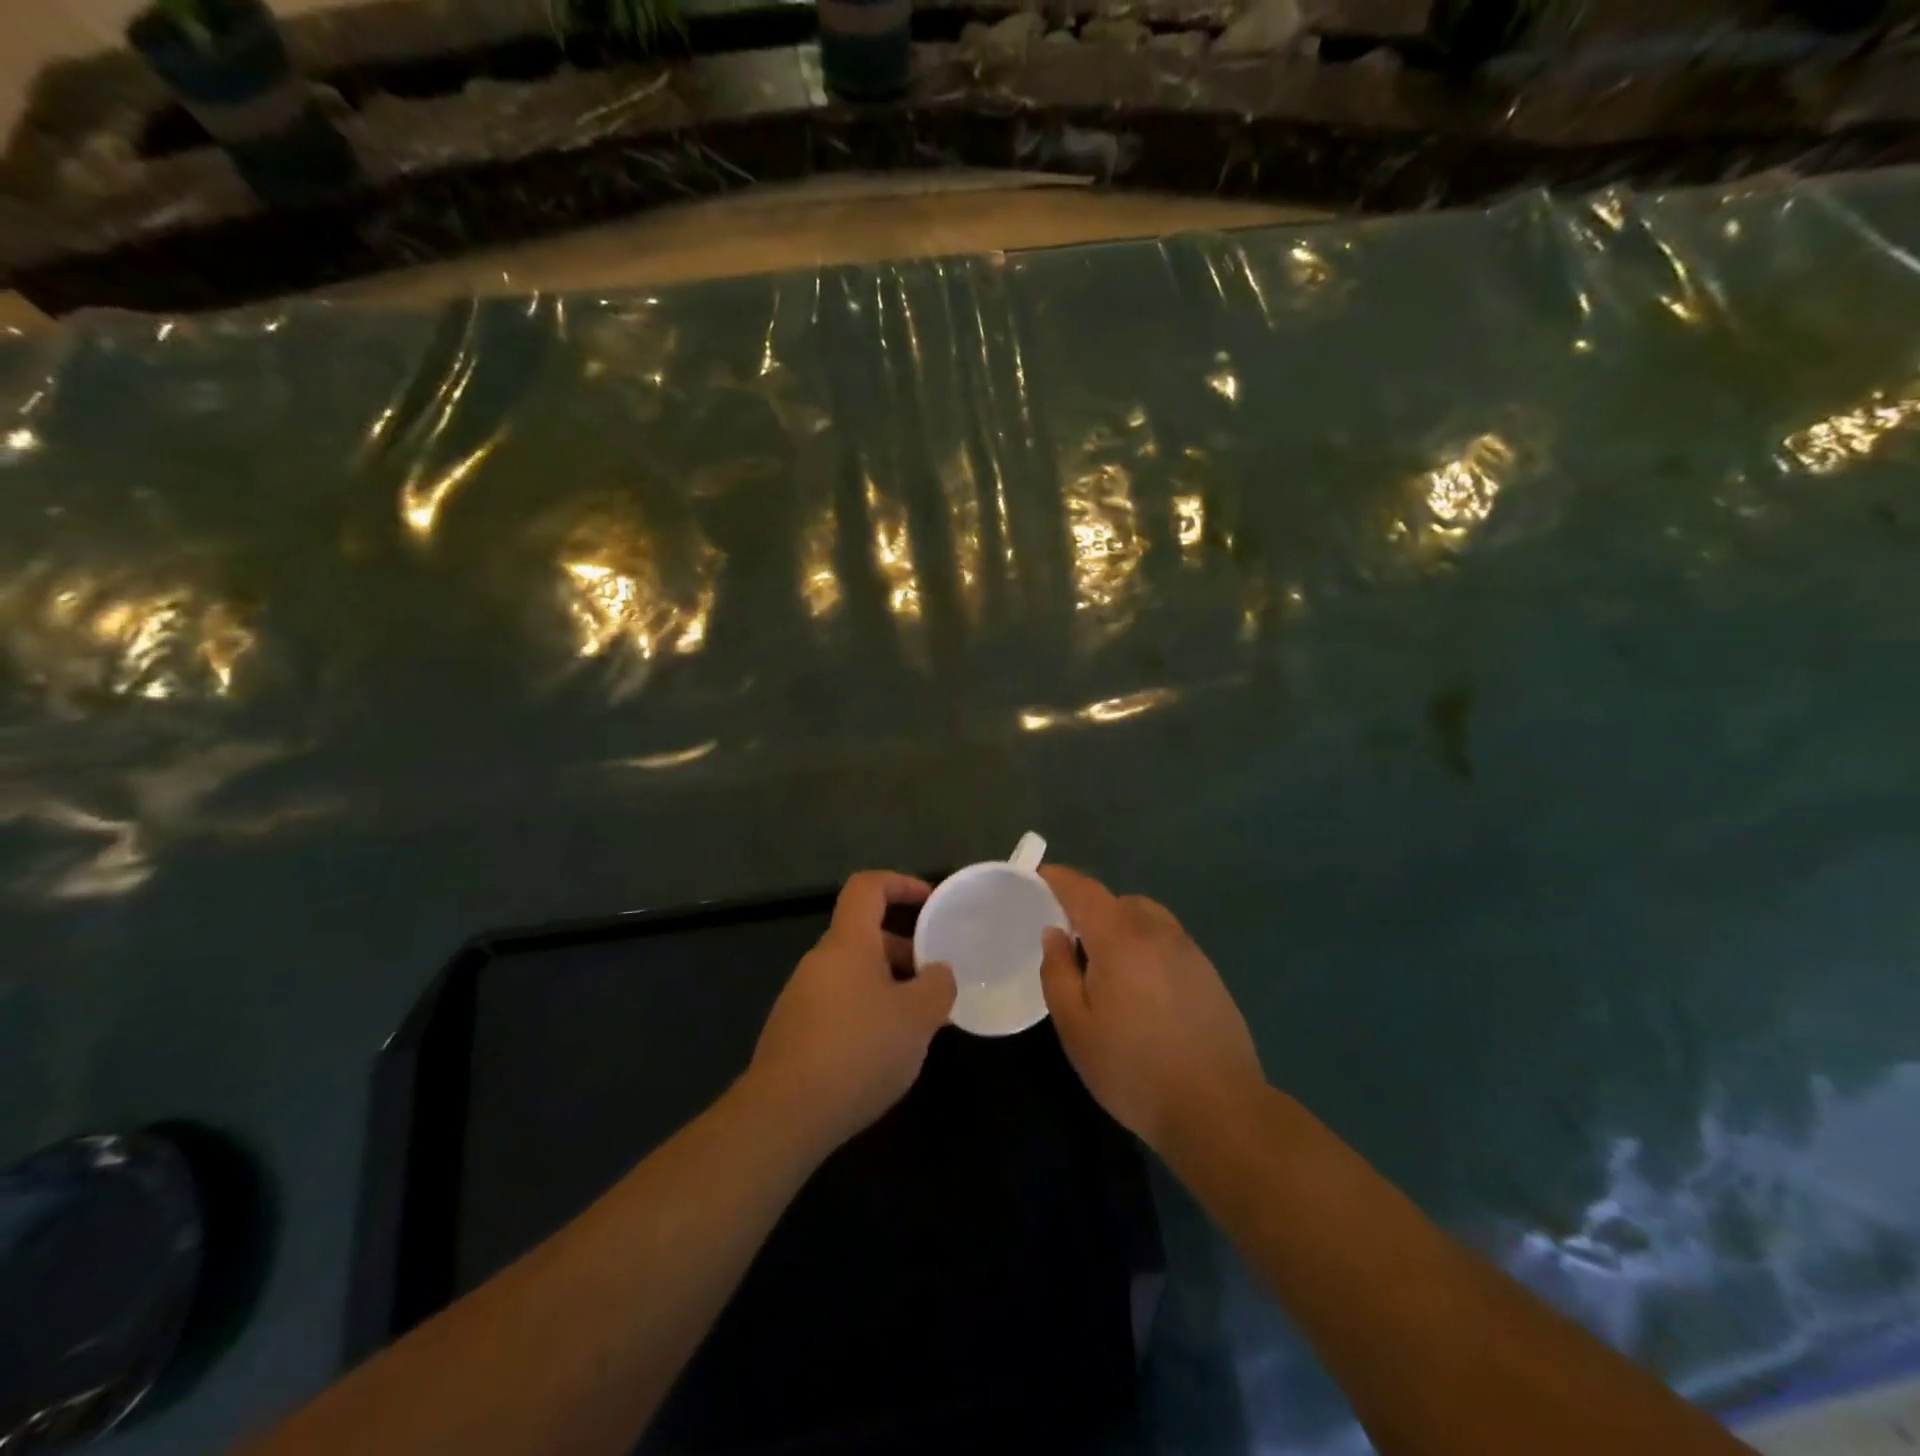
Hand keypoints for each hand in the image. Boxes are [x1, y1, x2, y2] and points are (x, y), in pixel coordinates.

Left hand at [748, 871, 957, 1154]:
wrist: (784, 1115)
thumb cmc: (858, 1050)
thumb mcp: (917, 1018)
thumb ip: (938, 987)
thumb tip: (938, 973)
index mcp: (848, 943)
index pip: (868, 887)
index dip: (900, 883)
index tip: (930, 901)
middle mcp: (820, 961)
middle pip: (864, 936)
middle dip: (904, 951)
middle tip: (935, 981)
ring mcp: (801, 997)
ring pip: (853, 975)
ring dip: (887, 987)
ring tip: (917, 1024)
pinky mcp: (793, 1032)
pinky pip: (838, 1006)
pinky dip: (866, 1014)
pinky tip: (883, 1053)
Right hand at [1038, 865, 1264, 1152]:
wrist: (1218, 1109)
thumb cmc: (1133, 1069)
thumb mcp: (1075, 1026)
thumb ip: (1057, 972)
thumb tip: (1055, 933)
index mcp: (1120, 938)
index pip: (1084, 890)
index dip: (1059, 879)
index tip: (1038, 878)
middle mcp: (1158, 932)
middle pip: (1117, 901)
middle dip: (1090, 909)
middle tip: (1069, 941)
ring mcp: (1189, 951)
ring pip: (1146, 918)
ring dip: (1120, 926)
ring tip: (1106, 966)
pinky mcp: (1208, 973)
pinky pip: (1167, 941)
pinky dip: (1145, 945)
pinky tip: (1141, 988)